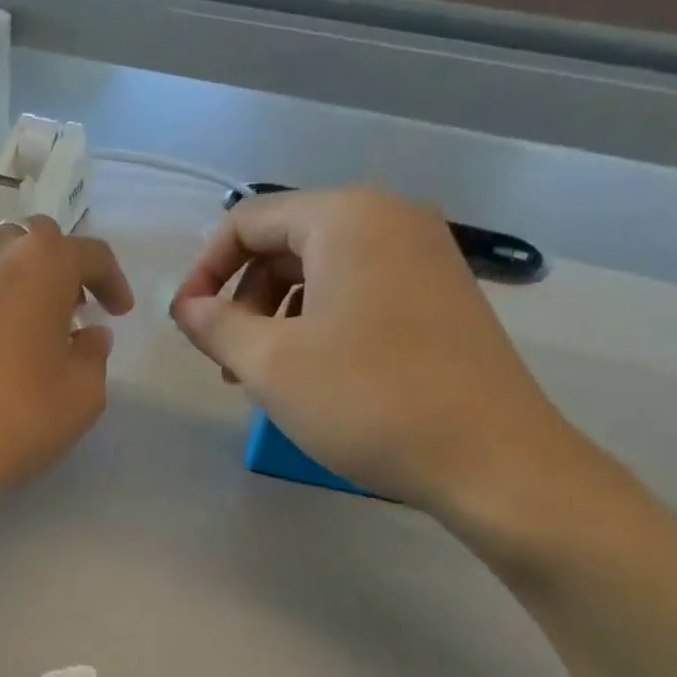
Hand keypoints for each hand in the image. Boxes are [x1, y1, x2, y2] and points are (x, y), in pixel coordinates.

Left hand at [0, 218, 133, 506]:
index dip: (112, 282)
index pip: (91, 255)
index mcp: (42, 262)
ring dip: (13, 279)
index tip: (118, 312)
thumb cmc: (16, 416)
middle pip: (35, 243)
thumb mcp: (83, 395)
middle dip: (59, 271)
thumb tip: (88, 335)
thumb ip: (94, 354)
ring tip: (18, 320)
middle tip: (68, 311)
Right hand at [170, 188, 581, 515]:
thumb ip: (216, 326)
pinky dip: (318, 325)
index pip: (248, 222)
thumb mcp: (271, 364)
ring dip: (276, 317)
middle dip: (242, 299)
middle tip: (226, 361)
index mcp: (347, 219)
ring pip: (320, 272)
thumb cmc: (368, 401)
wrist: (490, 457)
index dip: (204, 271)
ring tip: (262, 375)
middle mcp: (390, 220)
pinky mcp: (439, 296)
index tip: (186, 327)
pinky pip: (357, 293)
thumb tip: (187, 307)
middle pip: (285, 244)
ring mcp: (423, 257)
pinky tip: (311, 375)